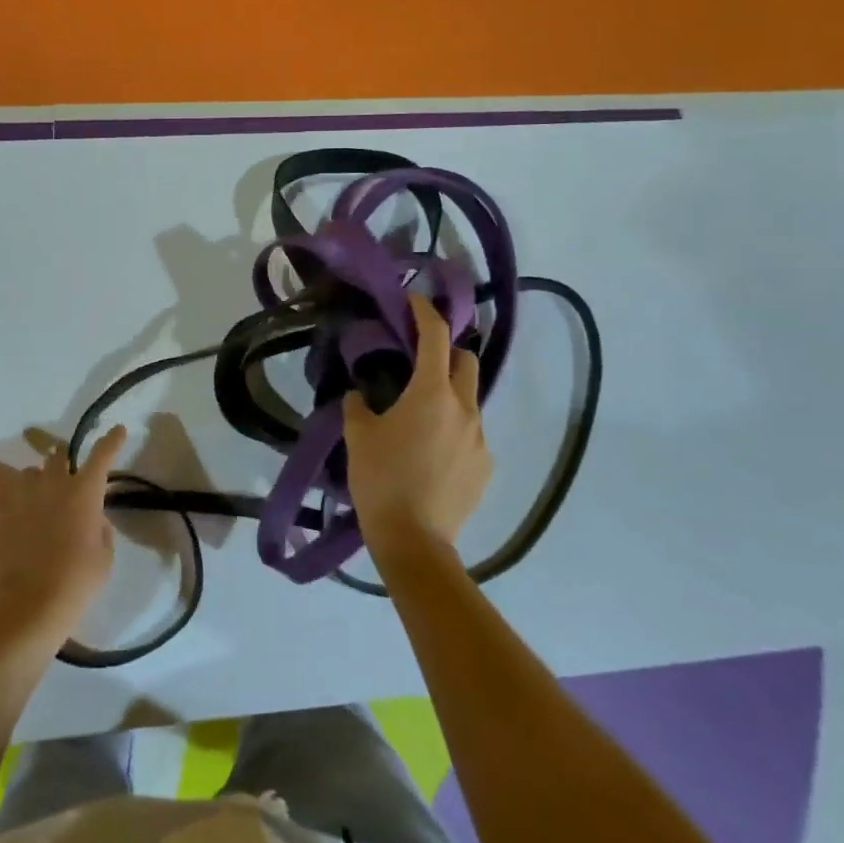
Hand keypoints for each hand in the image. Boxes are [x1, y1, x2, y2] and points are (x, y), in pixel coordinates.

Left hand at [0, 427, 125, 652]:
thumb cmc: (75, 582)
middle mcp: (54, 482)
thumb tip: (93, 520)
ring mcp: (22, 492)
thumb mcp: (103, 558)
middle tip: (62, 473)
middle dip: (61, 462)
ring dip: (32, 477)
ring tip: (30, 487)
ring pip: (26, 470)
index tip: (118, 431)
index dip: (111, 442)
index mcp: (85, 491)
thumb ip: (100, 531)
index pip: (102, 456)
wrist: (28, 601)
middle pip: (57, 457)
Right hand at [342, 295, 489, 566]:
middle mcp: (465, 408)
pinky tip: (432, 452)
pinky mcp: (485, 467)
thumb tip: (360, 395)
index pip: (435, 336)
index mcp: (432, 393)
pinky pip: (472, 434)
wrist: (413, 541)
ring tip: (421, 415)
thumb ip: (358, 406)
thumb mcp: (358, 436)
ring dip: (449, 394)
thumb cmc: (381, 479)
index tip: (413, 300)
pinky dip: (454, 429)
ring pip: (469, 400)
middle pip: (465, 361)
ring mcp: (480, 439)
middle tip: (419, 359)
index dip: (424, 312)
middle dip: (446, 351)